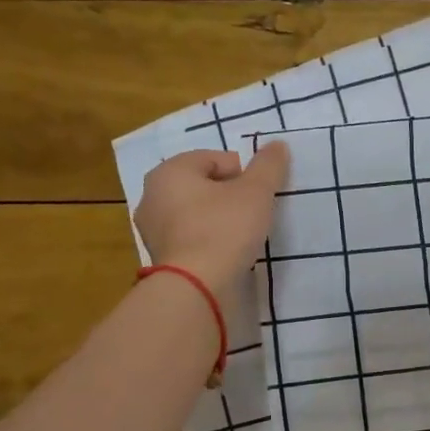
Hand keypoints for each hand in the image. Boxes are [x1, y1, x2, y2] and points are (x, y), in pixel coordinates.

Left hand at [134, 144, 290, 298]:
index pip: (215, 159)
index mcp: (171, 170)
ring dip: (218, 217)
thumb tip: (278, 144)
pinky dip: (208, 239)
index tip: (260, 195)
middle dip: (229, 195)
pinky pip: (189, 236)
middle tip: (254, 213)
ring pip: (195, 211)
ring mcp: (151, 227)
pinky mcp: (159, 255)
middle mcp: (152, 193)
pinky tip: (226, 252)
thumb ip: (268, 165)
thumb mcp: (256, 192)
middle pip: (203, 185)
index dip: (244, 173)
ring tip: (242, 235)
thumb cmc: (224, 228)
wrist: (196, 286)